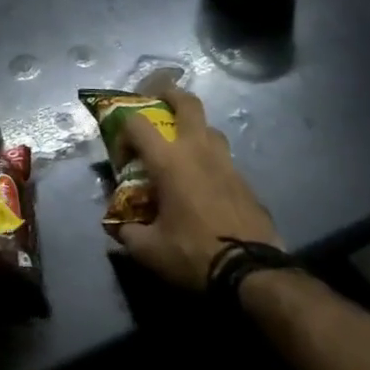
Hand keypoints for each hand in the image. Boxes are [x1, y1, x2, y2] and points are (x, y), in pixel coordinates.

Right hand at [107, 77, 281, 289]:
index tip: (121, 156)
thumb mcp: (149, 251)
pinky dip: (210, 159)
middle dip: (170, 94)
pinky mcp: (245, 181)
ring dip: (194, 128)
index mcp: (169, 161)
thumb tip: (118, 226)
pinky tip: (205, 181)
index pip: (137, 124)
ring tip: (182, 146)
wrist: (252, 274)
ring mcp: (226, 163)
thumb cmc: (193, 254)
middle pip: (187, 103)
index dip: (123, 132)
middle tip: (157, 100)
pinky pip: (224, 157)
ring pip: (210, 128)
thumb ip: (127, 233)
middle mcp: (198, 150)